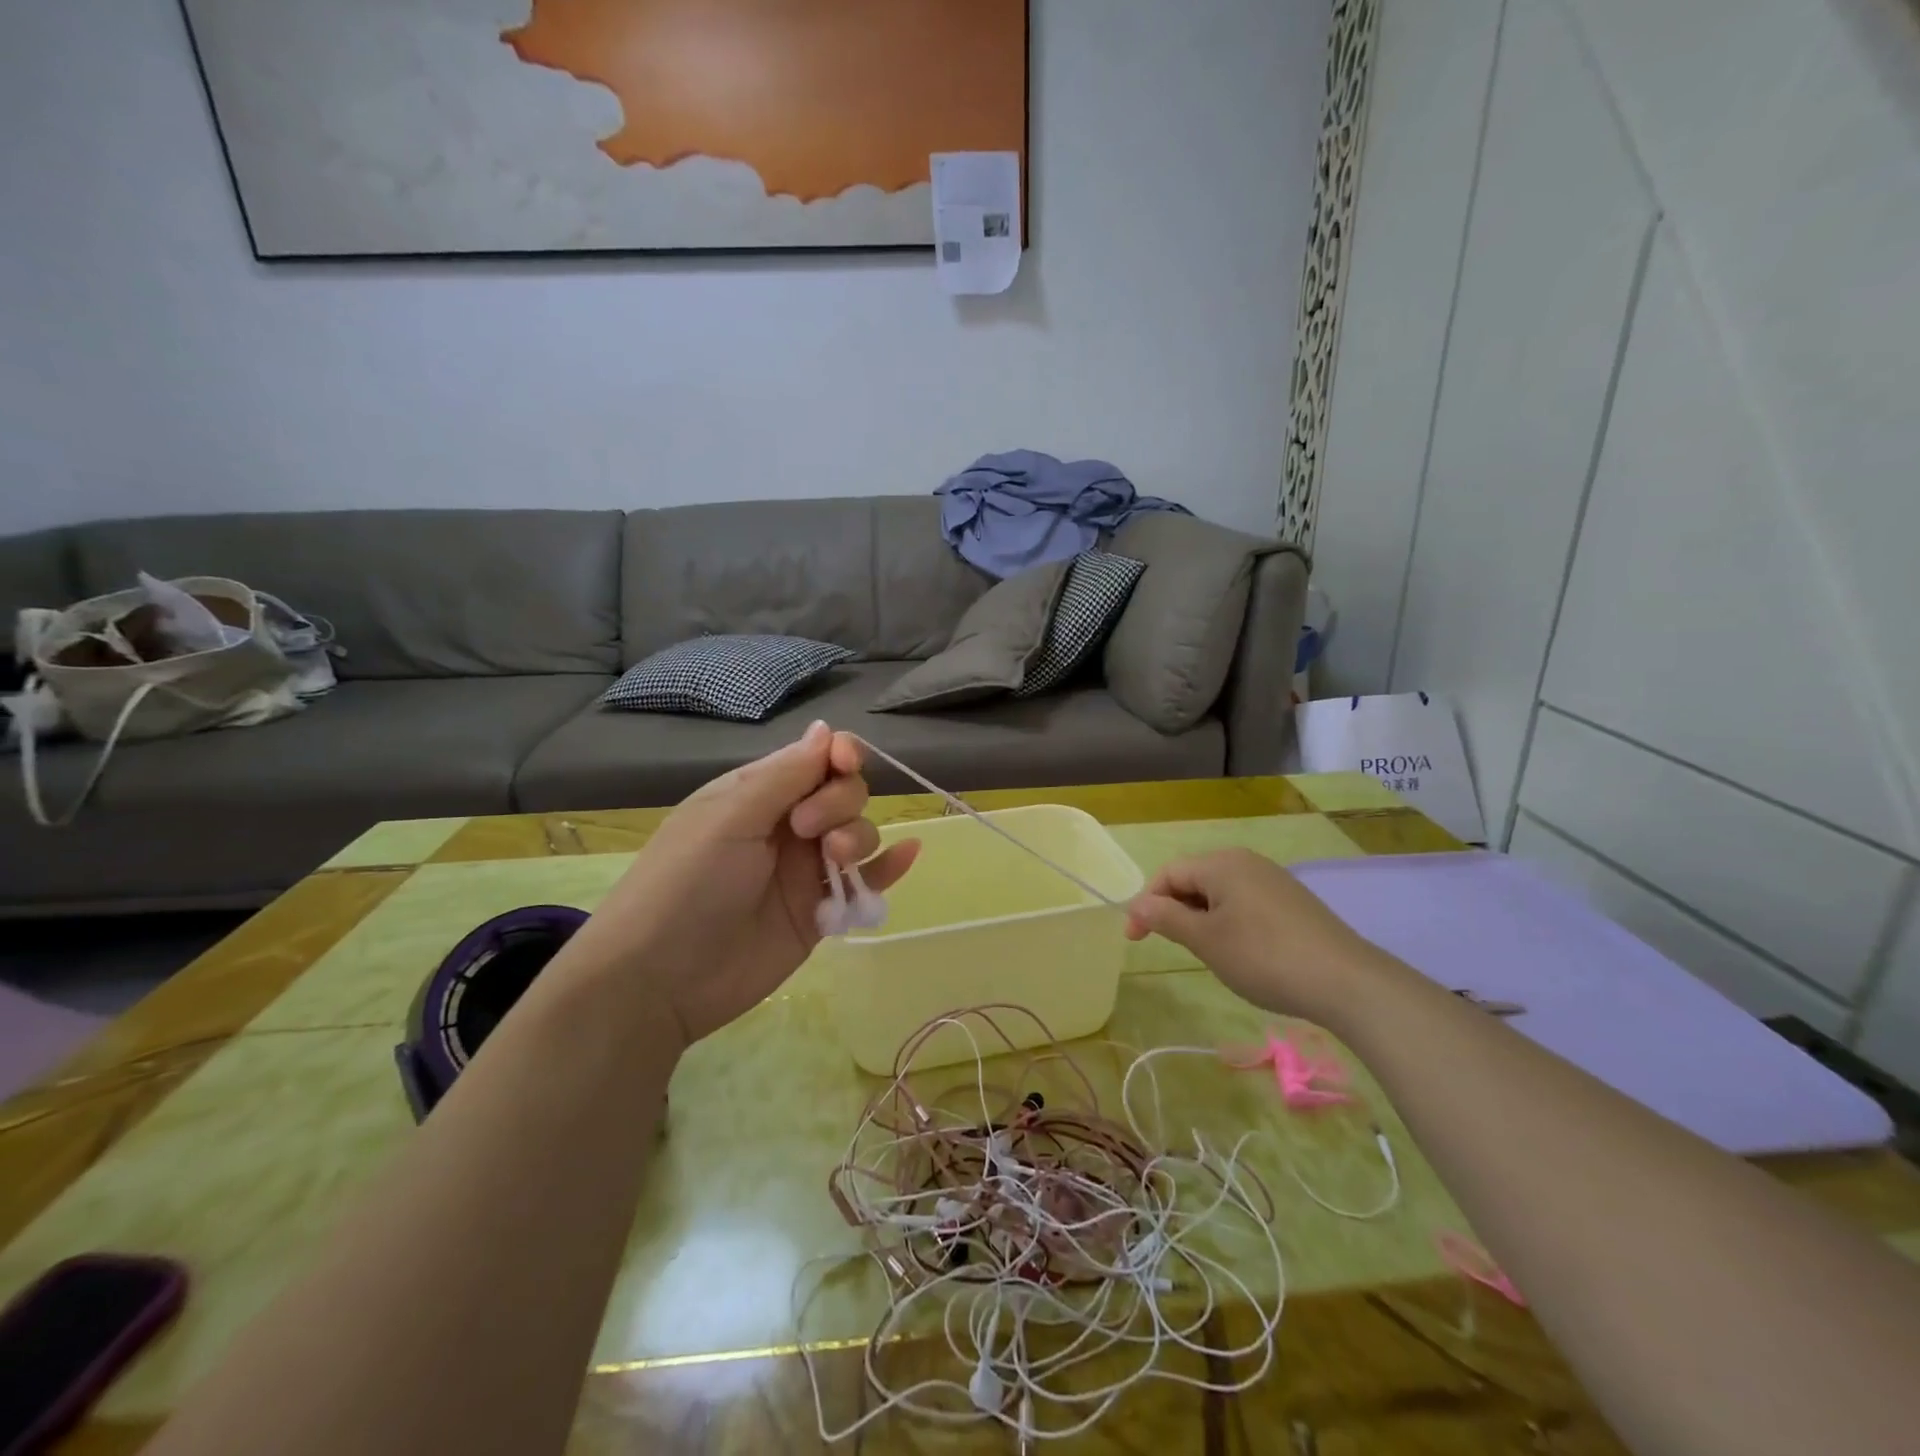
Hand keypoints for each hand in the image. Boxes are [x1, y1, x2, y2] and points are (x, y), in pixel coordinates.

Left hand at [566, 722, 918, 1048]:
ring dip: (859, 836)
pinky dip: (889, 867)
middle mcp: (786, 826)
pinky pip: (865, 882)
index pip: (815, 758)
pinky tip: (910, 853)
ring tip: (835, 861)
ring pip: (858, 834)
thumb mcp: (730, 817)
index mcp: (758, 794)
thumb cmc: (687, 882)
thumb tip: (825, 729)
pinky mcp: (820, 912)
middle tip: (809, 829)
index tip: (845, 763)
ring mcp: (804, 871)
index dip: (839, 755)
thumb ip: (785, 775)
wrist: (660, 979)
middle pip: (844, 793)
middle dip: (841, 801)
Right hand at [1123, 849, 1376, 1023]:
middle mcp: (1246, 861)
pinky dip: (1229, 922)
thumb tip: (1138, 904)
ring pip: (1220, 893)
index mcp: (1221, 863)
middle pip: (1194, 879)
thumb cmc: (1263, 956)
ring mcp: (1273, 879)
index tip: (1136, 940)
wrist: (1345, 981)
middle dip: (1174, 910)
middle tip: (1171, 946)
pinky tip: (1241, 952)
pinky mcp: (1292, 901)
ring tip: (1206, 953)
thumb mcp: (1205, 940)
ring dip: (1201, 918)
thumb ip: (1166, 919)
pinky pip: (1245, 903)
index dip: (1146, 904)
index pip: (1169, 874)